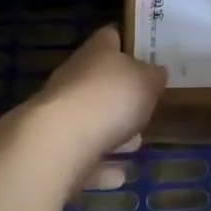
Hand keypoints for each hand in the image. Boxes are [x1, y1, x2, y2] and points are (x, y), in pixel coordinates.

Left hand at [18, 26, 164, 189]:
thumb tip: (157, 72)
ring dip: (112, 131)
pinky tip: (119, 175)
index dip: (128, 40)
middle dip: (122, 93)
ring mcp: (59, 115)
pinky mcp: (53, 150)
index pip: (110, 36)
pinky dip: (101, 165)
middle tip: (147, 103)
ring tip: (137, 143)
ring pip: (91, 120)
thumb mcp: (147, 82)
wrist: (55, 145)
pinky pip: (83, 156)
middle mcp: (74, 78)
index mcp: (96, 52)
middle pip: (99, 79)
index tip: (147, 50)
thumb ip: (153, 76)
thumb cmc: (108, 99)